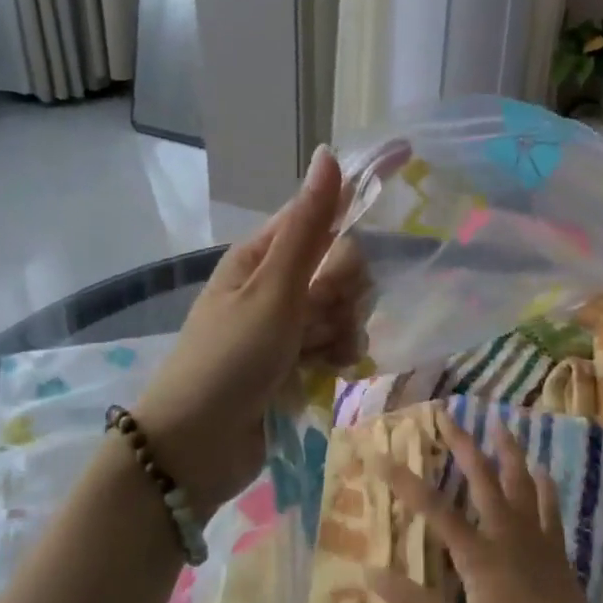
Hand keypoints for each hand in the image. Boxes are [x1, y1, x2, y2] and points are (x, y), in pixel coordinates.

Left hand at [134, 147, 367, 514]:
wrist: (196, 447)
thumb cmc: (228, 359)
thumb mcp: (272, 290)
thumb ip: (309, 228)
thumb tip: (328, 154)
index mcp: (263, 255)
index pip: (321, 212)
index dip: (356, 195)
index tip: (406, 163)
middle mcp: (277, 284)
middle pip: (341, 265)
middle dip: (343, 289)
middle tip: (319, 312)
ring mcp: (288, 326)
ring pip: (345, 308)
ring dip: (341, 329)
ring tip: (317, 354)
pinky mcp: (298, 363)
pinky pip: (339, 343)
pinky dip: (338, 356)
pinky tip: (327, 373)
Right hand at [369, 413, 602, 602]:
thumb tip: (371, 573)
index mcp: (479, 555)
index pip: (434, 509)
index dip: (404, 480)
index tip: (380, 454)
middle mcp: (508, 535)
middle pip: (483, 479)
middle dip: (462, 444)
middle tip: (447, 415)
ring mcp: (537, 539)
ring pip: (521, 482)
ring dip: (508, 451)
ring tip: (499, 424)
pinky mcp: (557, 550)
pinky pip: (550, 506)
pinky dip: (543, 485)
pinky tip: (542, 471)